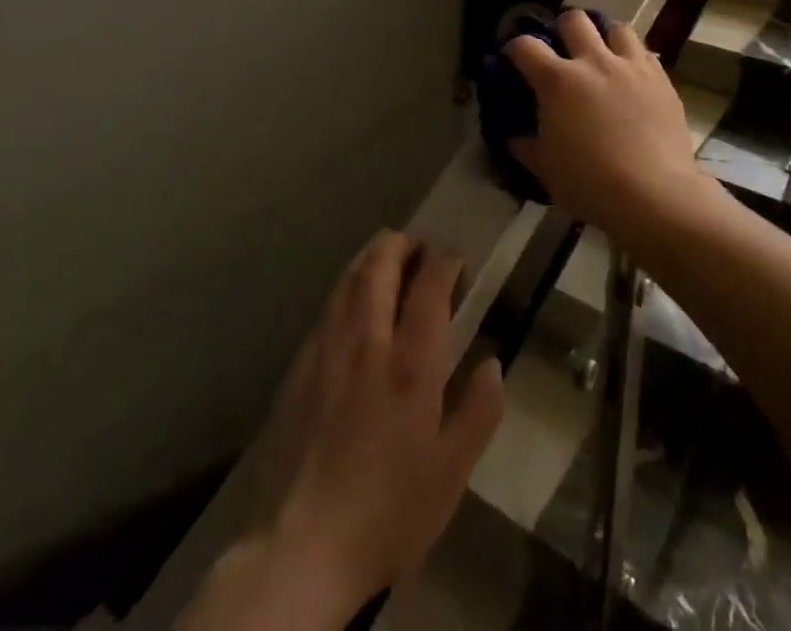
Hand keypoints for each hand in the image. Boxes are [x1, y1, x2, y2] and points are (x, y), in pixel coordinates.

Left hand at [265, 231, 504, 617]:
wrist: (300, 548)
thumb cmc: (388, 511)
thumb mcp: (451, 472)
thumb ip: (478, 411)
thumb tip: (492, 364)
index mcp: (411, 362)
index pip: (430, 285)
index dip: (445, 262)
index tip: (456, 260)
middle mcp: (368, 340)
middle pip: (380, 265)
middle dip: (402, 243)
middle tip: (419, 245)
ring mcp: (327, 349)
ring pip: (348, 278)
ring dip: (371, 257)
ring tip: (387, 258)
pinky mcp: (298, 367)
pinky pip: (327, 307)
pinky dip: (346, 288)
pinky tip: (351, 304)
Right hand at [507, 10, 710, 239]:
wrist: (654, 195)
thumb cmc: (591, 184)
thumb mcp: (547, 170)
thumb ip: (527, 147)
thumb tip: (514, 137)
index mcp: (558, 82)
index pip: (526, 46)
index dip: (516, 48)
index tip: (516, 59)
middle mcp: (594, 62)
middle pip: (574, 20)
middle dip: (563, 29)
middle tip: (563, 50)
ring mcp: (631, 66)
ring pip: (616, 27)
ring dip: (605, 36)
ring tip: (603, 55)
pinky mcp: (661, 78)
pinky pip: (645, 53)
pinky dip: (633, 58)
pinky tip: (632, 78)